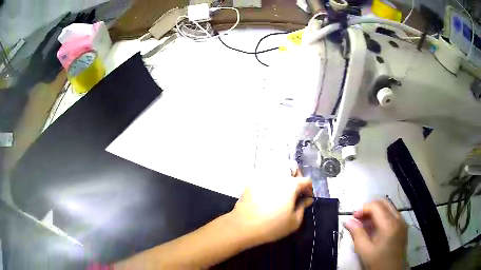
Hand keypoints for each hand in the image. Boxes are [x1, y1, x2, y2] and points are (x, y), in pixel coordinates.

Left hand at [228, 177, 313, 246]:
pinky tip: (269, 193)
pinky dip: (270, 181)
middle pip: (292, 168)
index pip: (306, 181)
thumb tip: (307, 199)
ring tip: (282, 191)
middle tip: (296, 192)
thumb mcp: (295, 221)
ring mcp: (263, 177)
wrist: (243, 226)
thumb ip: (303, 207)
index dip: (309, 189)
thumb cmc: (272, 226)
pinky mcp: (252, 182)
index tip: (306, 199)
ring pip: (278, 170)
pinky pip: (265, 176)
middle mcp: (278, 176)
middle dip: (297, 178)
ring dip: (284, 177)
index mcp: (291, 185)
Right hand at [344, 199, 407, 269]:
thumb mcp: (365, 251)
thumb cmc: (378, 262)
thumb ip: (357, 234)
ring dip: (376, 211)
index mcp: (389, 224)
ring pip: (389, 207)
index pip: (375, 206)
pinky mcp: (403, 227)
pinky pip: (393, 214)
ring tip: (365, 224)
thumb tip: (348, 221)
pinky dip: (383, 216)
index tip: (353, 218)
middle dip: (369, 208)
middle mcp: (398, 219)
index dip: (363, 209)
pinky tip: (376, 228)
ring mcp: (402, 222)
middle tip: (359, 219)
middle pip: (383, 203)